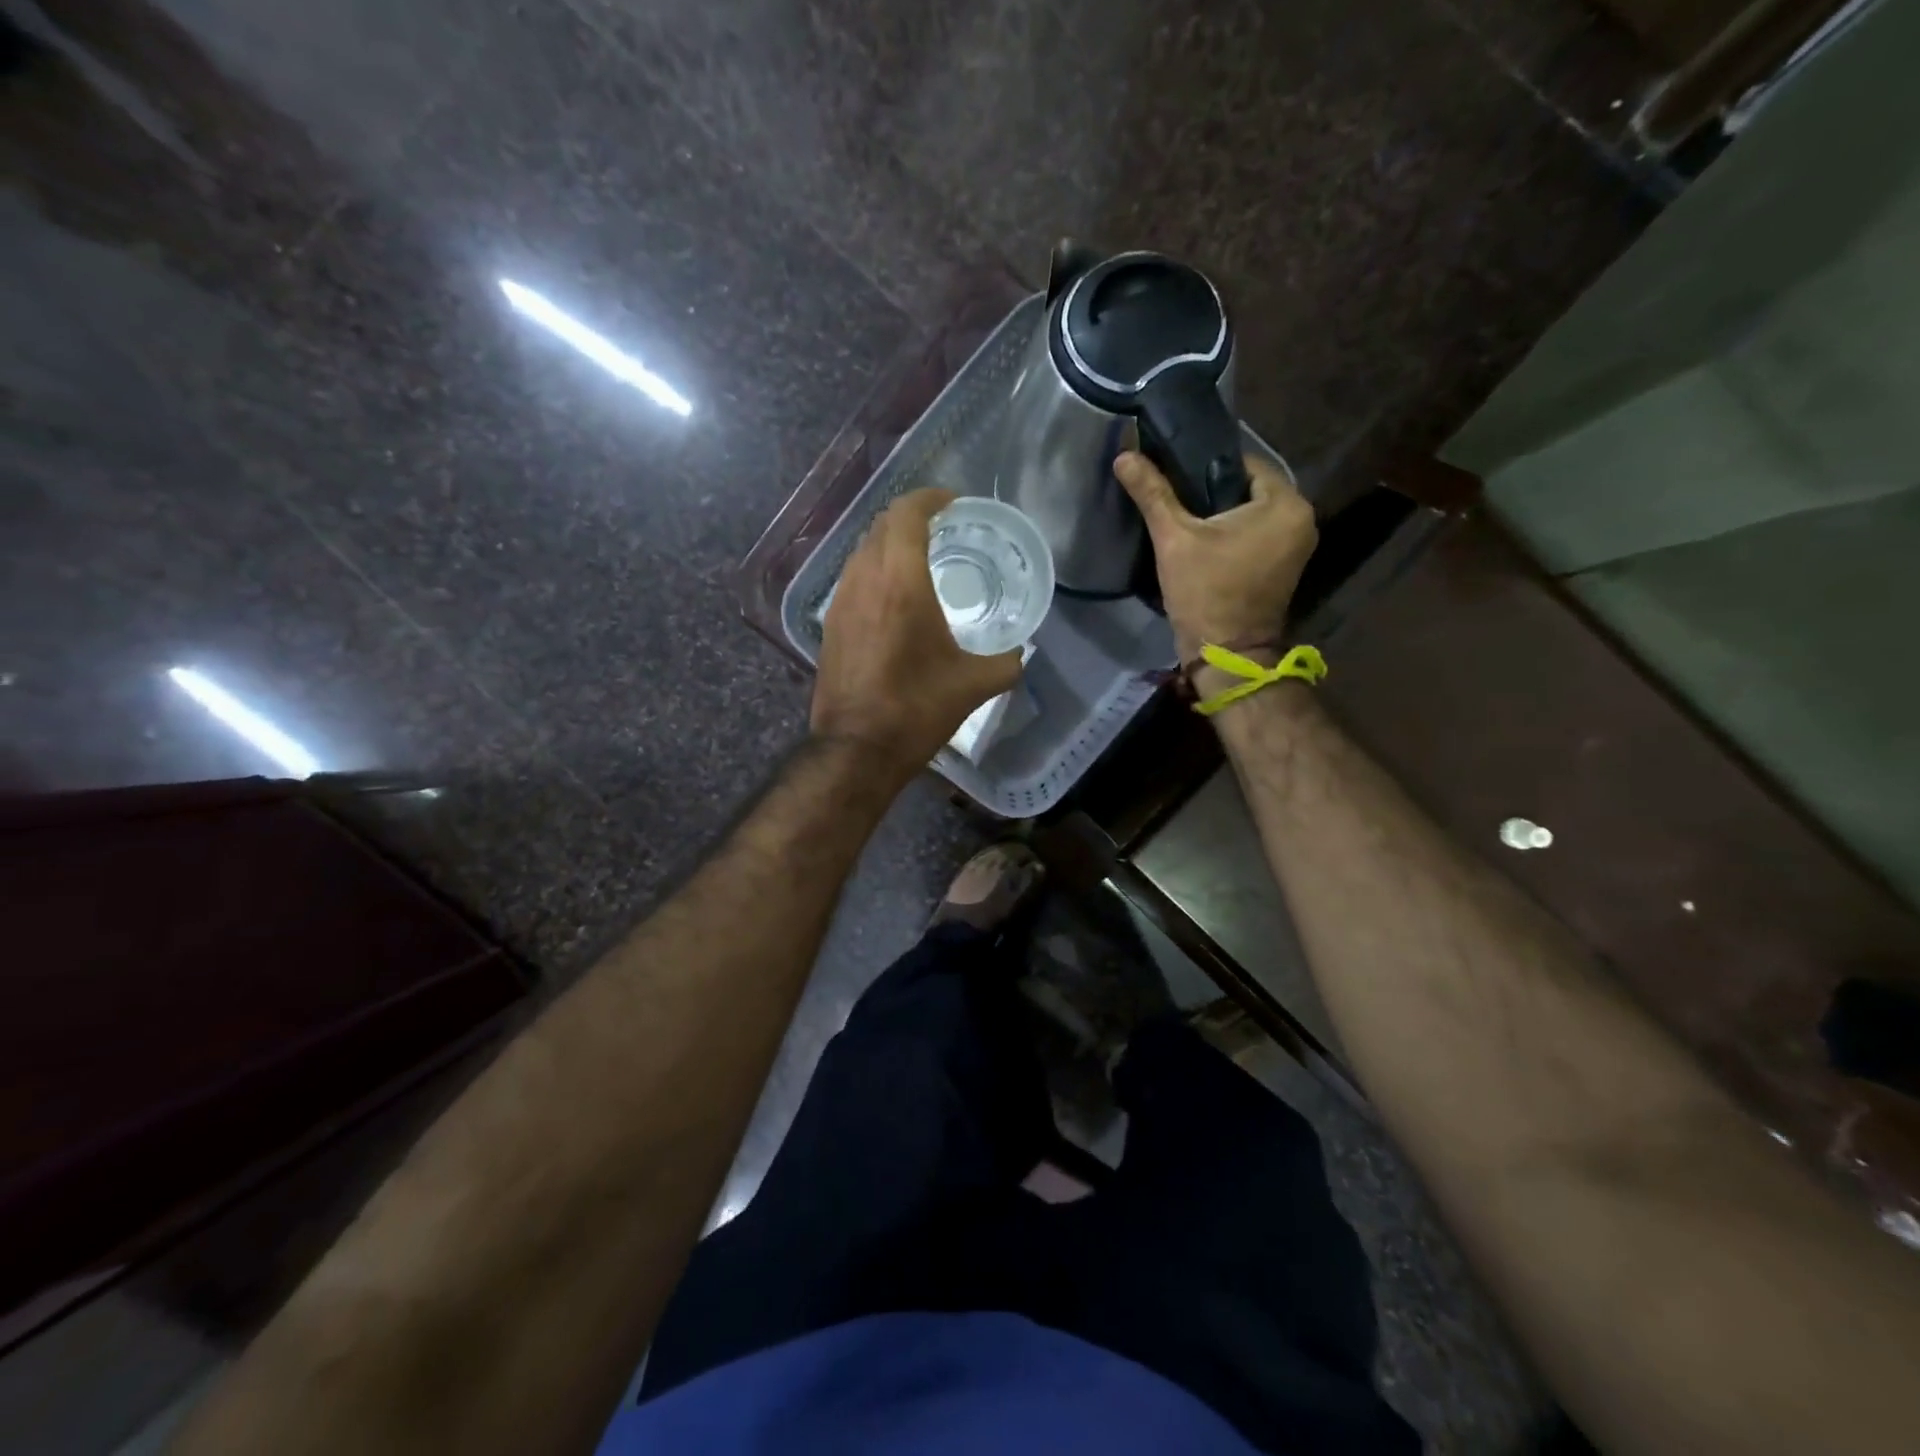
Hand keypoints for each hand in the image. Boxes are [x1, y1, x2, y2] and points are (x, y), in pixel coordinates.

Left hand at [811, 488, 1022, 773]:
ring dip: (889, 544)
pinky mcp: (830, 624)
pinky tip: (894, 599)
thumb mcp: (975, 684)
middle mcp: (864, 579)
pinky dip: (875, 572)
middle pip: (882, 525)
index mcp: (901, 581)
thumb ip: (1006, 662)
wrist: (856, 748)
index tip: (954, 503)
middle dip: (912, 517)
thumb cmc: (917, 709)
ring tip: (919, 561)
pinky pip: (853, 578)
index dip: (931, 498)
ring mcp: (841, 601)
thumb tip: (1018, 653)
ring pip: (862, 551)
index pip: (907, 513)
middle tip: (943, 529)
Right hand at [1114, 450, 1317, 660]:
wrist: (1225, 655)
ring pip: (1251, 513)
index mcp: (1285, 504)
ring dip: (1221, 513)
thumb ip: (1153, 494)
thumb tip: (1124, 455)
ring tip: (1183, 515)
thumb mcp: (1174, 539)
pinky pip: (1256, 534)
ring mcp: (1296, 545)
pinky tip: (1202, 539)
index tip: (1172, 472)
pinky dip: (1232, 533)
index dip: (1204, 464)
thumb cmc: (1205, 593)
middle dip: (1212, 491)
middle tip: (1173, 494)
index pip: (1243, 463)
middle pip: (1248, 488)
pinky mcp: (1284, 567)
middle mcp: (1301, 519)